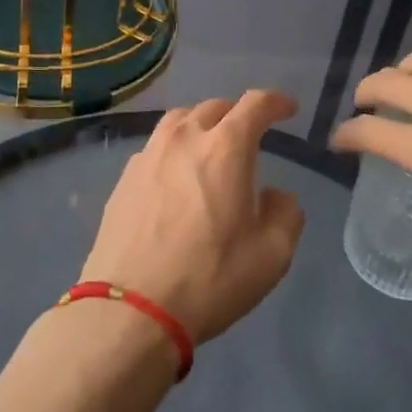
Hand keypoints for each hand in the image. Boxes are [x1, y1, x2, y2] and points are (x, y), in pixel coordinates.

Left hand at [84, 91, 305, 343]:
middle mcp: (185, 138)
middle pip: (216, 107)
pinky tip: (176, 178)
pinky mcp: (124, 178)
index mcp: (226, 147)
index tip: (288, 109)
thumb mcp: (272, 255)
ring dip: (202, 125)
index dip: (276, 101)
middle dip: (238, 114)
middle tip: (250, 136)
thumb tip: (274, 196)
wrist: (131, 310)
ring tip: (210, 148)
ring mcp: (148, 155)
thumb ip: (285, 214)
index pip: (256, 104)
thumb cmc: (210, 278)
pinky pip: (156, 147)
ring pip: (180, 121)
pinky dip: (174, 150)